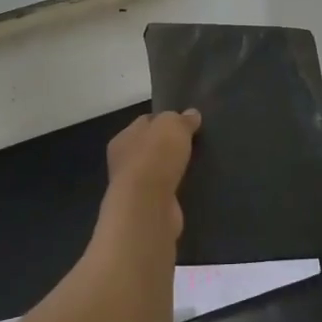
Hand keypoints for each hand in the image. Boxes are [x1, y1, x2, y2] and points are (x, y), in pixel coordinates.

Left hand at [103, 110, 200, 234]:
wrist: (148, 206)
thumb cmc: (155, 157)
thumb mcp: (172, 126)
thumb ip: (182, 119)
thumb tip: (192, 114)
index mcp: (123, 138)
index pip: (146, 122)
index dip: (166, 119)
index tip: (189, 121)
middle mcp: (125, 162)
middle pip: (152, 147)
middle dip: (171, 145)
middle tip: (197, 142)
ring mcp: (136, 187)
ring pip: (160, 170)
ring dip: (174, 168)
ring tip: (198, 163)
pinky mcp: (149, 207)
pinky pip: (167, 190)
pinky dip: (177, 187)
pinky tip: (192, 184)